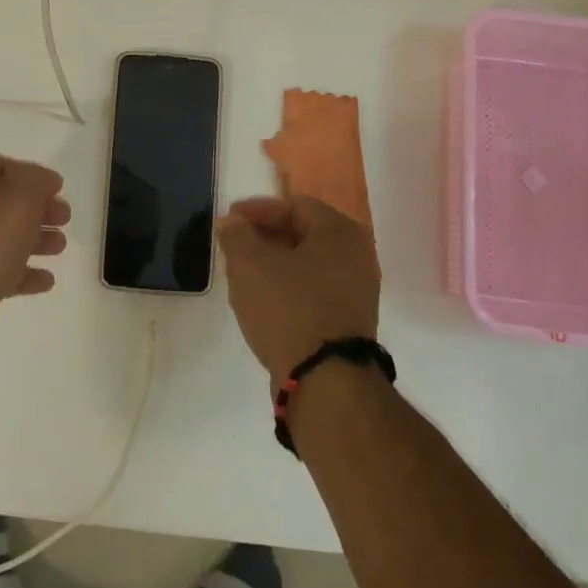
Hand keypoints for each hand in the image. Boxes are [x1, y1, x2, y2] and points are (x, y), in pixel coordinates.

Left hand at [0, 155, 69, 314]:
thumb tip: (45, 181)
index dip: (34, 176)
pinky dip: (19, 271)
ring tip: (60, 248)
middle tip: (64, 219)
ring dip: (33, 240)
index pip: (1, 166)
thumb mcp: (20, 196)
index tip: (60, 189)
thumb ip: (37, 181)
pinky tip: (45, 280)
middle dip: (37, 210)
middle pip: (1, 202)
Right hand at [216, 196, 380, 382]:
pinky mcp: (351, 321)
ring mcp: (358, 291)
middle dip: (265, 237)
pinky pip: (315, 290)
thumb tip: (230, 221)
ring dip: (275, 264)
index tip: (229, 221)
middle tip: (235, 246)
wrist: (326, 382)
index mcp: (340, 232)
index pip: (294, 205)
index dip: (257, 210)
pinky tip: (265, 302)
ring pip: (308, 264)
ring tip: (244, 275)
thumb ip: (236, 235)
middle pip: (303, 233)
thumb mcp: (249, 265)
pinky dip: (289, 288)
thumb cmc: (288, 308)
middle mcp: (358, 255)